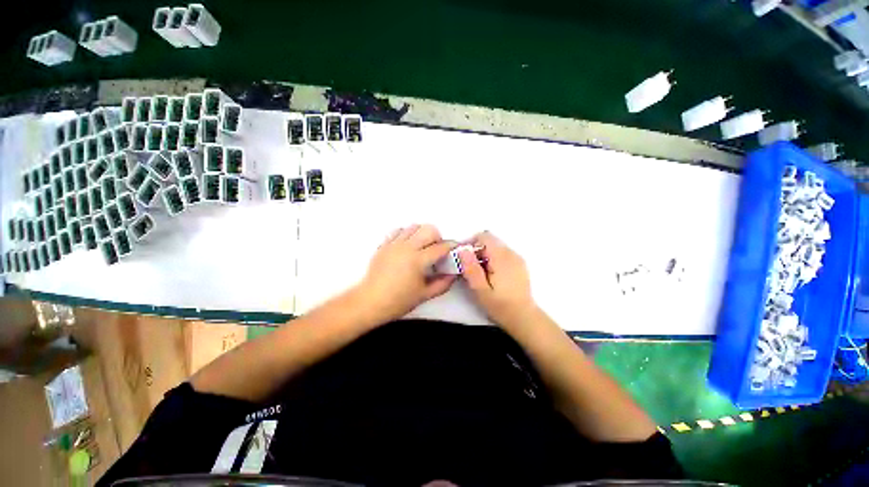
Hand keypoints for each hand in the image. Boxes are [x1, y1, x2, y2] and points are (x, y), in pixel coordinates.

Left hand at [355, 224, 456, 324]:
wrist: (370, 302)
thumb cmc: (398, 301)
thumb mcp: (424, 295)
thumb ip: (443, 283)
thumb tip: (454, 274)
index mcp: (418, 260)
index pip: (440, 247)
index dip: (451, 247)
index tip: (455, 249)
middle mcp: (407, 247)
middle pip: (428, 229)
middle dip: (437, 237)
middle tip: (436, 250)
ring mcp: (394, 244)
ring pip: (413, 227)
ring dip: (421, 234)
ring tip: (421, 247)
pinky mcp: (384, 245)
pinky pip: (398, 231)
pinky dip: (406, 234)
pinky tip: (407, 246)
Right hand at [458, 231, 538, 328]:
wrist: (524, 317)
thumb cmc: (500, 305)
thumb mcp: (480, 289)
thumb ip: (471, 268)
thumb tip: (463, 250)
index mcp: (501, 258)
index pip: (484, 236)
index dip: (471, 242)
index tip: (464, 257)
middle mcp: (511, 253)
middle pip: (490, 240)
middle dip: (477, 250)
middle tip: (471, 268)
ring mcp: (517, 258)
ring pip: (496, 246)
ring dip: (485, 254)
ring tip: (481, 273)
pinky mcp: (520, 264)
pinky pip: (503, 253)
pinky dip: (494, 259)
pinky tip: (493, 275)